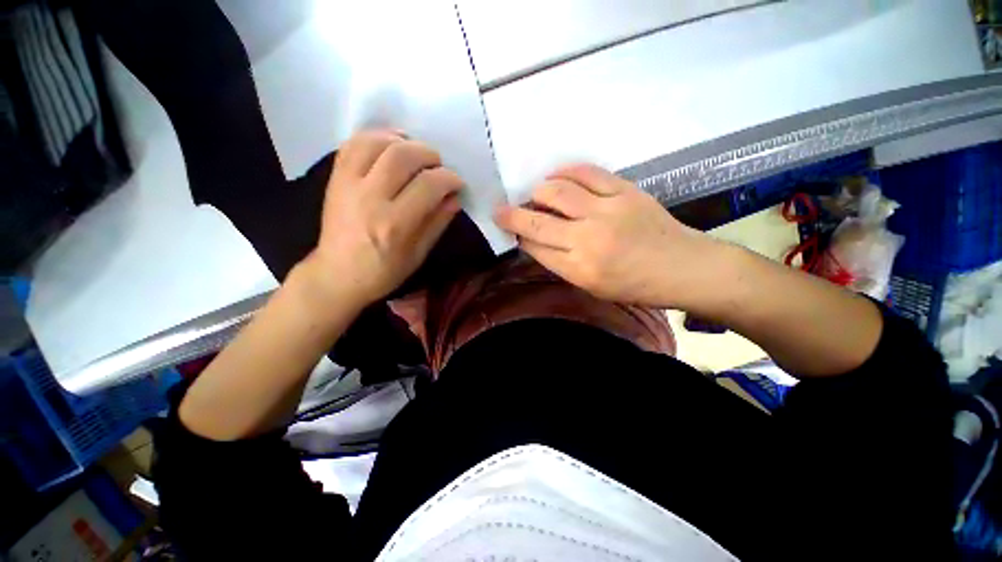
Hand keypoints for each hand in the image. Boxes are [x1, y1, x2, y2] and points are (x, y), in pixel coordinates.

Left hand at [306, 129, 462, 305]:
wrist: (337, 275)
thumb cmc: (383, 272)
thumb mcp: (419, 254)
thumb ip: (438, 222)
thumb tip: (455, 197)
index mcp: (394, 224)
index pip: (428, 185)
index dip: (449, 178)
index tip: (457, 183)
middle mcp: (369, 198)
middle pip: (402, 155)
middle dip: (429, 154)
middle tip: (438, 167)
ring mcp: (347, 184)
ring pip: (376, 142)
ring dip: (403, 141)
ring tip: (415, 154)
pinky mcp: (335, 178)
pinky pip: (353, 144)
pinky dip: (376, 138)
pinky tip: (390, 147)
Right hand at [494, 163, 715, 307]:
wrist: (683, 267)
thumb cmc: (634, 285)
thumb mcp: (591, 285)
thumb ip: (560, 262)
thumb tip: (534, 240)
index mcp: (579, 268)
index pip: (535, 247)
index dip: (518, 236)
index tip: (509, 230)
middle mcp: (588, 238)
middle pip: (536, 220)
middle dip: (511, 214)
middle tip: (502, 210)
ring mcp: (607, 210)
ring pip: (556, 191)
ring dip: (537, 191)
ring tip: (535, 195)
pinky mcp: (624, 190)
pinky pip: (587, 172)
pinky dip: (565, 171)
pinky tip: (557, 176)